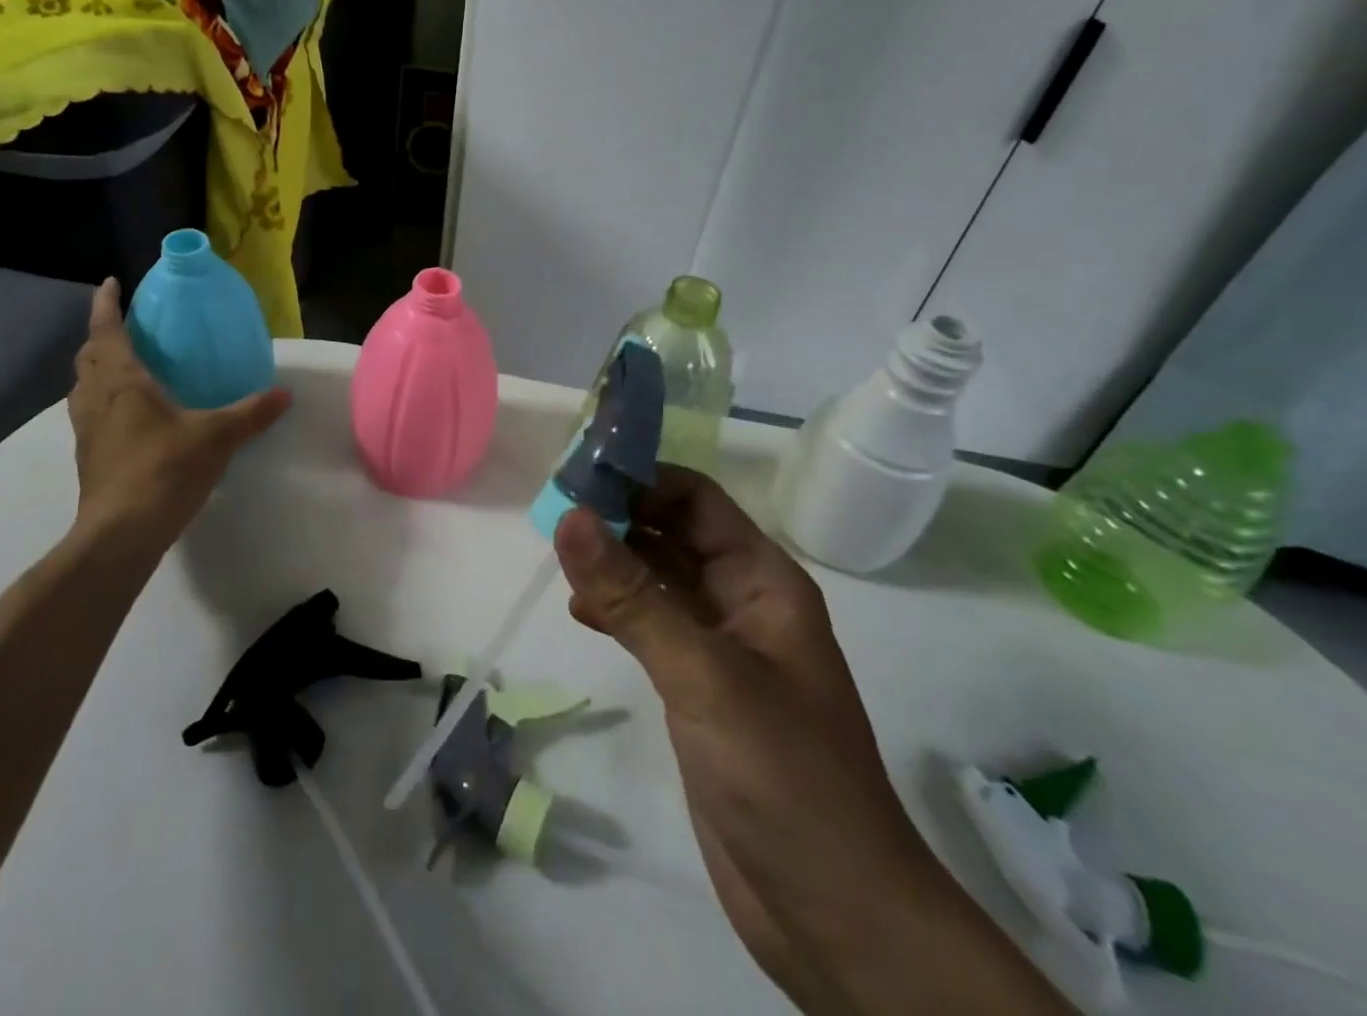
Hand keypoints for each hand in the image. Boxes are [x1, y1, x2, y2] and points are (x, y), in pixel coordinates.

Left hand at [65, 278, 288, 563]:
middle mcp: (95, 398)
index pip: (107, 330)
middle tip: (128, 327)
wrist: (120, 534)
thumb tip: (284, 394)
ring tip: (126, 368)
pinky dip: (103, 400)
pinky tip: (131, 416)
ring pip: (84, 387)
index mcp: (121, 381)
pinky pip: (91, 413)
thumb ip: (251, 413)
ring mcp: (86, 430)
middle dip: (102, 336)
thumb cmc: (163, 470)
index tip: (110, 283)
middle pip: (89, 356)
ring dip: (98, 369)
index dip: (106, 304)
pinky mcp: (89, 457)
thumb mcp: (216, 437)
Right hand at [553, 468, 1070, 1015]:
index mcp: (762, 581)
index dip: (640, 478)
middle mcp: (742, 602)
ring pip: (658, 579)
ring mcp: (720, 647)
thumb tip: (569, 516)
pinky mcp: (698, 688)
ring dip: (612, 563)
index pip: (695, 499)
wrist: (835, 914)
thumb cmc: (784, 775)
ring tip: (559, 558)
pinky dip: (616, 610)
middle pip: (673, 533)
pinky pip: (651, 626)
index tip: (576, 474)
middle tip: (552, 511)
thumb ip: (632, 596)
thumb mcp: (702, 674)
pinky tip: (581, 612)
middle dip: (619, 517)